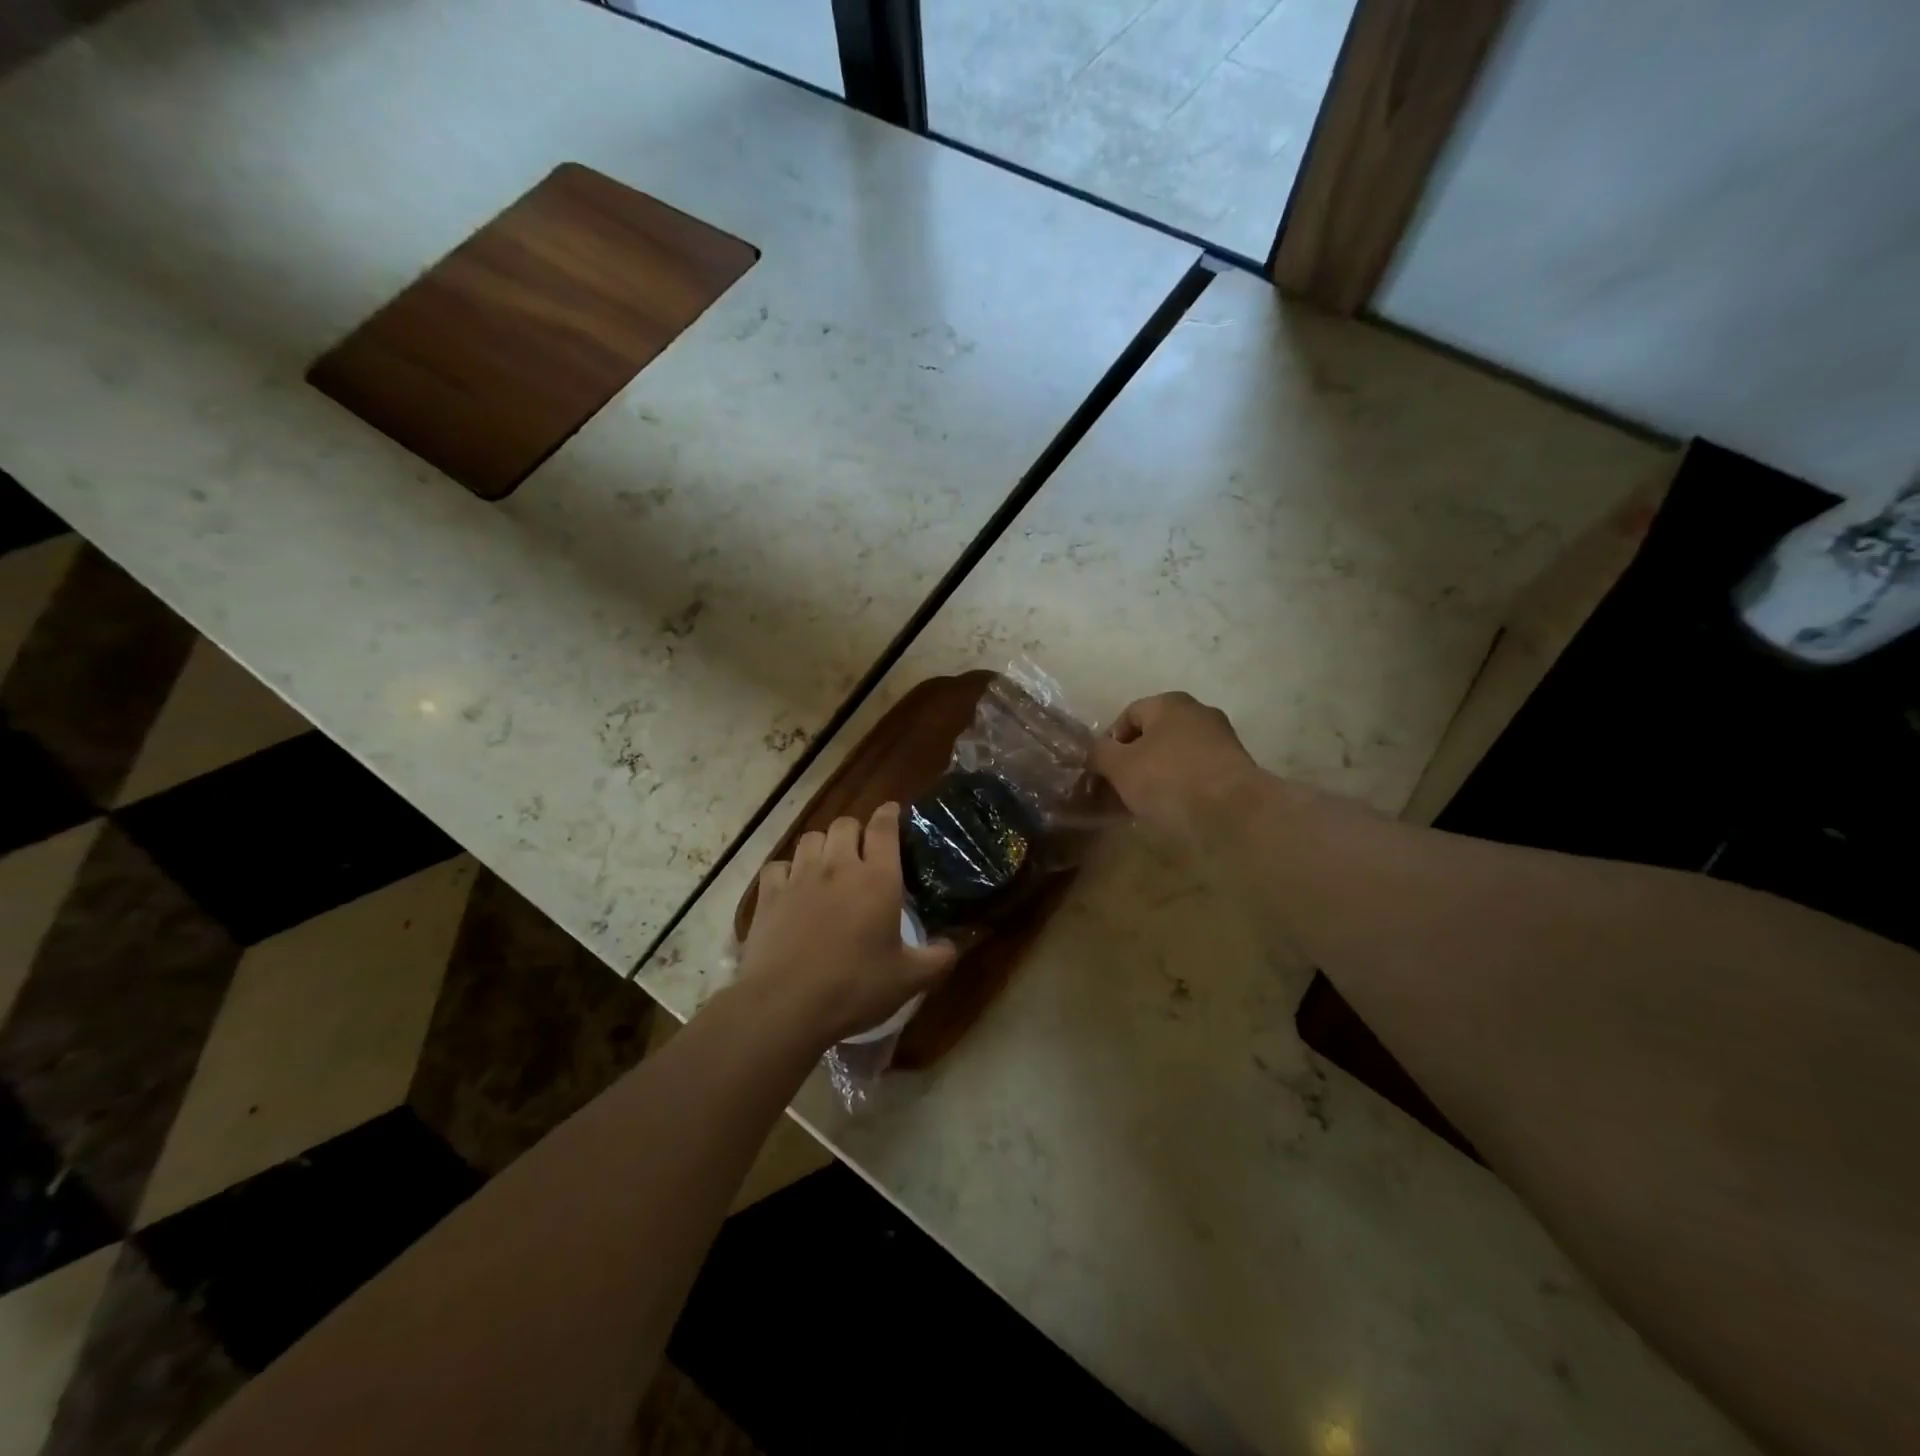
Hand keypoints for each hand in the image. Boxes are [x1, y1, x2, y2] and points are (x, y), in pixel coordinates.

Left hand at [736, 802, 956, 1047]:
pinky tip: (792, 886)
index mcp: (877, 878)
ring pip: (811, 838)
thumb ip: (938, 958)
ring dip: (823, 845)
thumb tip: (953, 945)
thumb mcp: (909, 980)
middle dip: (855, 831)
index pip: (883, 827)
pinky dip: (787, 870)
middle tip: (862, 851)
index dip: (889, 814)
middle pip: (845, 824)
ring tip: (828, 865)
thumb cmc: (854, 988)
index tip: (892, 811)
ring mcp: (799, 877)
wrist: (785, 1005)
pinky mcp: (768, 894)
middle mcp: (838, 866)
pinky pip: (778, 865)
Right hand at [1089, 692, 1266, 846]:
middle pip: (1153, 735)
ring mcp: (1221, 739)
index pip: (1127, 716)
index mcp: (1169, 703)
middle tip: (1120, 790)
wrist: (1234, 813)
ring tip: (1144, 804)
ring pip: (1175, 755)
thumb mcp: (1120, 767)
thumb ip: (1100, 754)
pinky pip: (1196, 772)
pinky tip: (1173, 809)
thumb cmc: (1169, 780)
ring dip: (1156, 775)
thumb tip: (1095, 752)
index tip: (1102, 772)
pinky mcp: (1236, 767)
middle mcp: (1198, 712)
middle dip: (1133, 761)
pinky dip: (1181, 786)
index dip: (1109, 743)